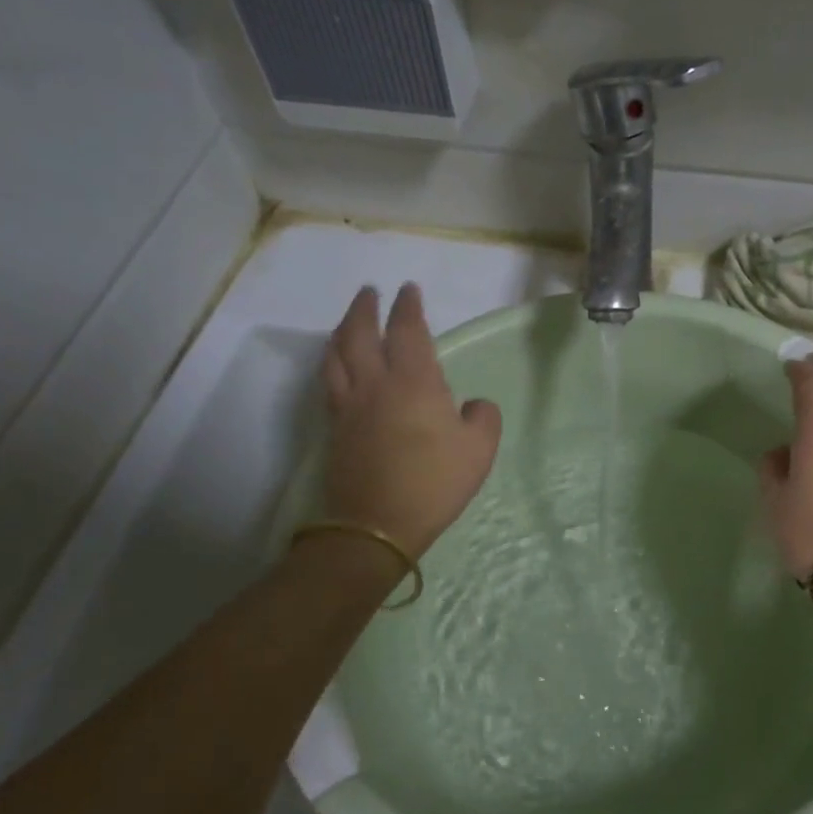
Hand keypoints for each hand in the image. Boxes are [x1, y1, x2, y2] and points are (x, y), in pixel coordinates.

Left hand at [320, 283, 501, 558]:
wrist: (378, 523)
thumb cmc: (434, 482)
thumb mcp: (480, 449)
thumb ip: (483, 417)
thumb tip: (472, 404)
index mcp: (414, 381)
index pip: (408, 330)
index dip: (408, 307)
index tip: (408, 290)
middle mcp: (375, 383)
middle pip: (360, 333)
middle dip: (365, 308)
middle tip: (370, 292)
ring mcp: (349, 405)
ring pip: (336, 354)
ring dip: (342, 330)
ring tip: (348, 322)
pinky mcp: (335, 427)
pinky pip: (329, 381)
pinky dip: (332, 361)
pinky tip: (337, 365)